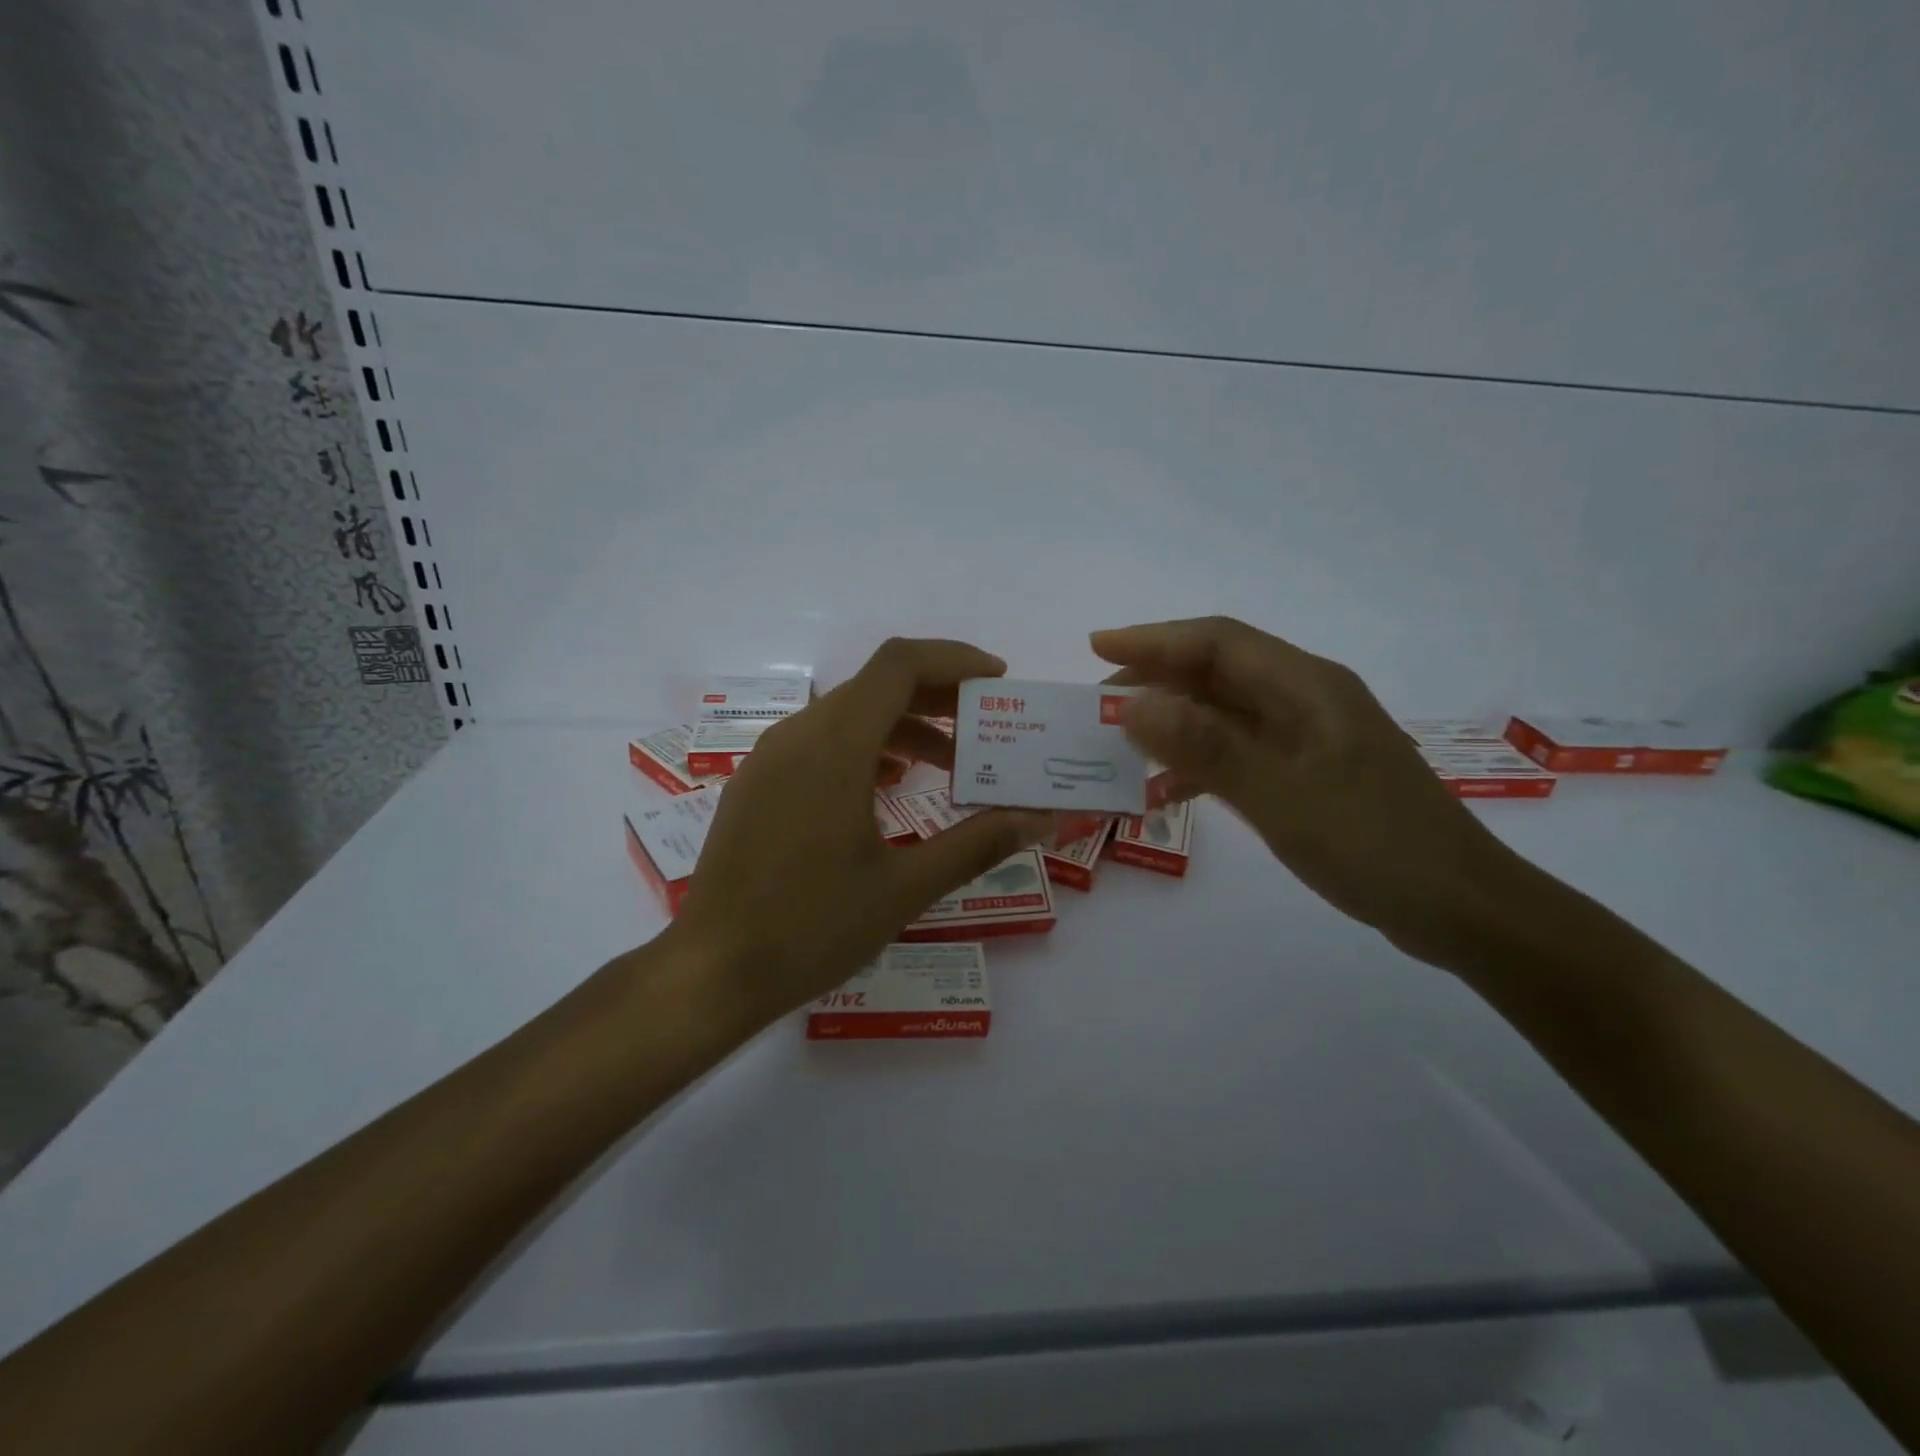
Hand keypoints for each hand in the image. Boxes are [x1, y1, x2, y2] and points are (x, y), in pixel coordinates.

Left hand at [670, 639, 1055, 1021]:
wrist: (712, 972)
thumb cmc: (811, 928)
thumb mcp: (904, 888)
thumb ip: (977, 844)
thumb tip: (1040, 818)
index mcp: (834, 747)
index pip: (898, 665)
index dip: (954, 659)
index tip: (997, 681)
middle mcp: (798, 735)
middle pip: (876, 685)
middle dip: (938, 696)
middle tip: (986, 727)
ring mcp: (770, 758)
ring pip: (847, 713)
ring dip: (904, 726)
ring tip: (949, 765)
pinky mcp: (757, 784)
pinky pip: (820, 741)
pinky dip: (867, 747)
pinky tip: (890, 787)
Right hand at [1092, 616, 1526, 963]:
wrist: (1459, 907)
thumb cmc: (1374, 846)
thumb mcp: (1282, 796)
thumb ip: (1206, 748)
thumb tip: (1134, 704)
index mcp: (1306, 686)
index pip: (1217, 641)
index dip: (1154, 639)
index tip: (1097, 648)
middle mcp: (1305, 698)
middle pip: (1217, 671)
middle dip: (1154, 681)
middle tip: (1098, 708)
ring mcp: (1308, 736)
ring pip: (1224, 712)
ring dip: (1172, 722)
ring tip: (1121, 744)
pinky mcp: (1308, 771)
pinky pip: (1239, 750)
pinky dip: (1198, 760)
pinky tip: (1167, 789)